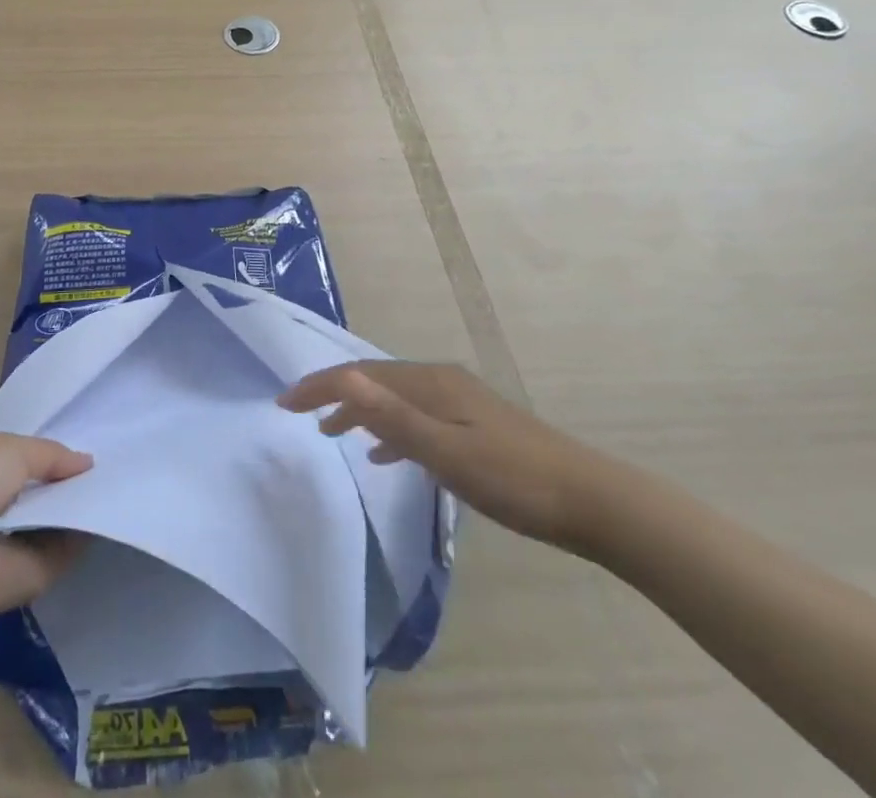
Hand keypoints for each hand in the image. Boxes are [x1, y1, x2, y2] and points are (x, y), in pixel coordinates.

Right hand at [278, 361, 623, 554]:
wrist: (590, 500)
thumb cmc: (513, 479)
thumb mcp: (447, 453)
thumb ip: (393, 417)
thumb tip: (344, 378)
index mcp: (431, 384)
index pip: (361, 376)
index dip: (321, 385)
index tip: (284, 402)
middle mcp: (441, 381)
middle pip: (375, 380)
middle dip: (335, 393)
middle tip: (300, 413)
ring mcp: (460, 400)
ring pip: (396, 398)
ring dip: (361, 410)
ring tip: (333, 432)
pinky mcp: (473, 423)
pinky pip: (417, 416)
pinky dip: (392, 427)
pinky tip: (389, 453)